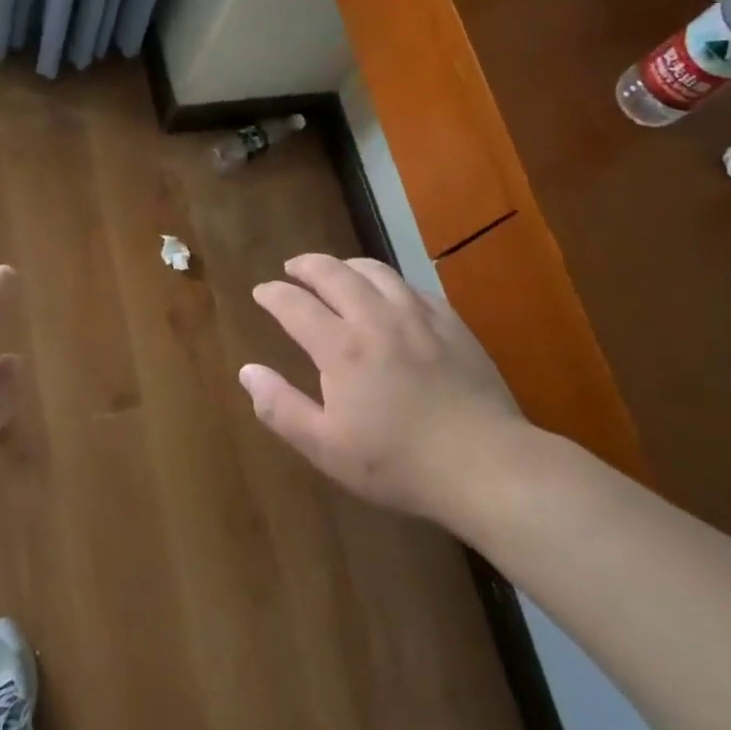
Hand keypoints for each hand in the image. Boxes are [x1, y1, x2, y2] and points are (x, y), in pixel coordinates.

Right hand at [242, 254, 526, 523]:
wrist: (484, 464)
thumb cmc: (397, 462)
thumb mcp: (325, 447)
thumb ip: (281, 407)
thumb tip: (247, 372)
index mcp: (340, 347)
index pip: (295, 304)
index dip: (273, 294)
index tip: (261, 291)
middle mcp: (376, 318)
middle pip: (334, 273)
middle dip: (307, 265)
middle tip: (293, 268)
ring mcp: (419, 317)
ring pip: (376, 271)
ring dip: (347, 265)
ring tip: (336, 271)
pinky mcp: (452, 324)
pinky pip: (412, 287)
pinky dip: (389, 282)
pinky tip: (389, 294)